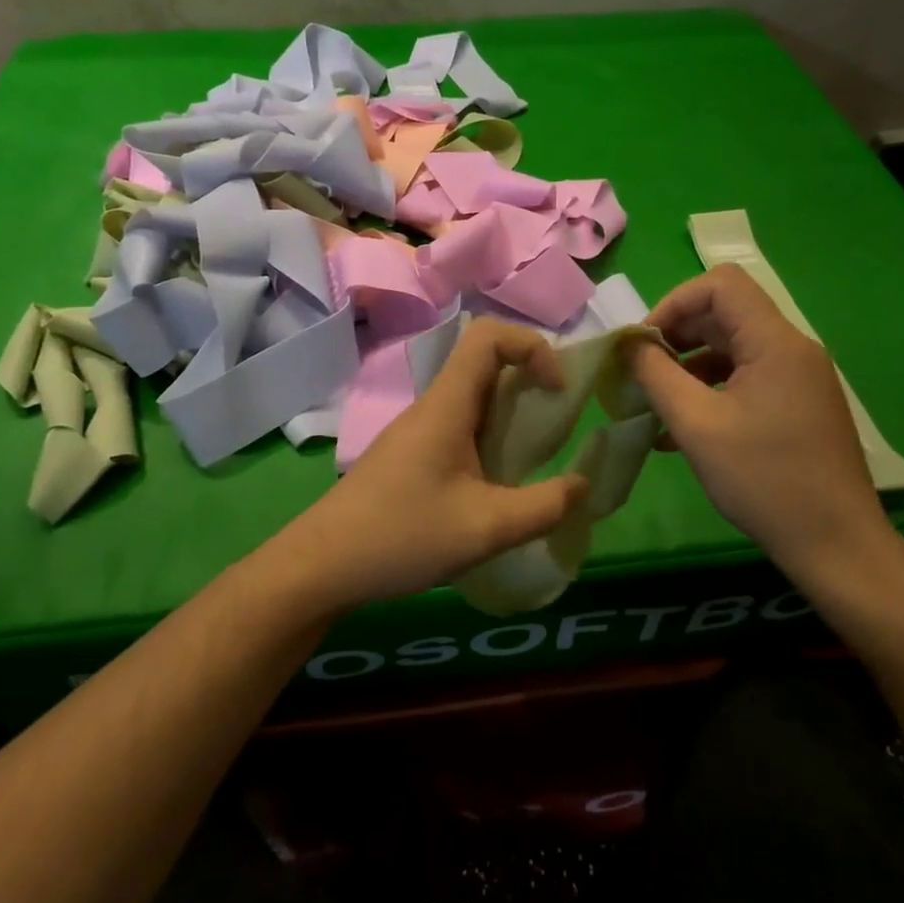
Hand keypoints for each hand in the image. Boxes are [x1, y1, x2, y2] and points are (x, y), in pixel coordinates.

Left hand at [284, 319, 588, 609]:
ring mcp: (415, 432)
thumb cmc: (401, 536)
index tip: (556, 391)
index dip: (532, 346)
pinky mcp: (408, 457)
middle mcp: (430, 408)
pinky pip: (457, 430)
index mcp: (446, 406)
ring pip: (471, 401)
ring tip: (534, 460)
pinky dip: (488, 441)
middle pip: (483, 365)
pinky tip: (495, 487)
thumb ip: (543, 507)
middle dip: (529, 382)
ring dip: (509, 416)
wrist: (321, 566)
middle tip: (557, 424)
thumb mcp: (485, 528)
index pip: (487, 336)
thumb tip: (581, 486)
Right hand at [625, 264, 893, 589]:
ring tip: (656, 405)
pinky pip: (746, 380)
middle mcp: (792, 349)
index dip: (673, 302)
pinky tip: (681, 430)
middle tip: (642, 374)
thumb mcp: (696, 424)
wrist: (835, 543)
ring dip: (689, 368)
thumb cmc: (763, 479)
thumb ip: (656, 375)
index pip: (720, 284)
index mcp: (775, 342)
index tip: (644, 344)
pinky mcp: (798, 405)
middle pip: (725, 315)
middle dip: (676, 337)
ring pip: (732, 349)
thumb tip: (628, 344)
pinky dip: (710, 391)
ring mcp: (798, 379)